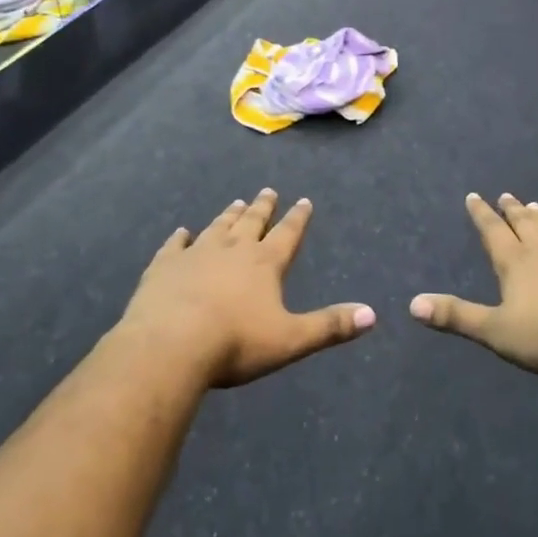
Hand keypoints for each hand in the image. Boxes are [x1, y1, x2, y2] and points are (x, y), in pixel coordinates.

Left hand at [116, 190, 374, 388]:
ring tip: (236, 203)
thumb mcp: (290, 339)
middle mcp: (232, 249)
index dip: (298, 218)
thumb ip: (329, 326)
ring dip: (229, 215)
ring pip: (218, 227)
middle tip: (268, 191)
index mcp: (264, 263)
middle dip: (263, 207)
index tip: (304, 200)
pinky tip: (181, 232)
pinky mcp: (165, 266)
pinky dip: (180, 238)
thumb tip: (372, 314)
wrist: (170, 345)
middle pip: (252, 222)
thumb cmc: (235, 344)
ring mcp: (196, 254)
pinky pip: (175, 245)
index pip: (287, 234)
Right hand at [410, 193, 537, 379]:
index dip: (482, 214)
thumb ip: (457, 316)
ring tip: (537, 206)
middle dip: (513, 211)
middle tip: (507, 195)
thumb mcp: (495, 331)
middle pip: (526, 226)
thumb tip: (413, 304)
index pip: (494, 232)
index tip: (475, 195)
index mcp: (517, 264)